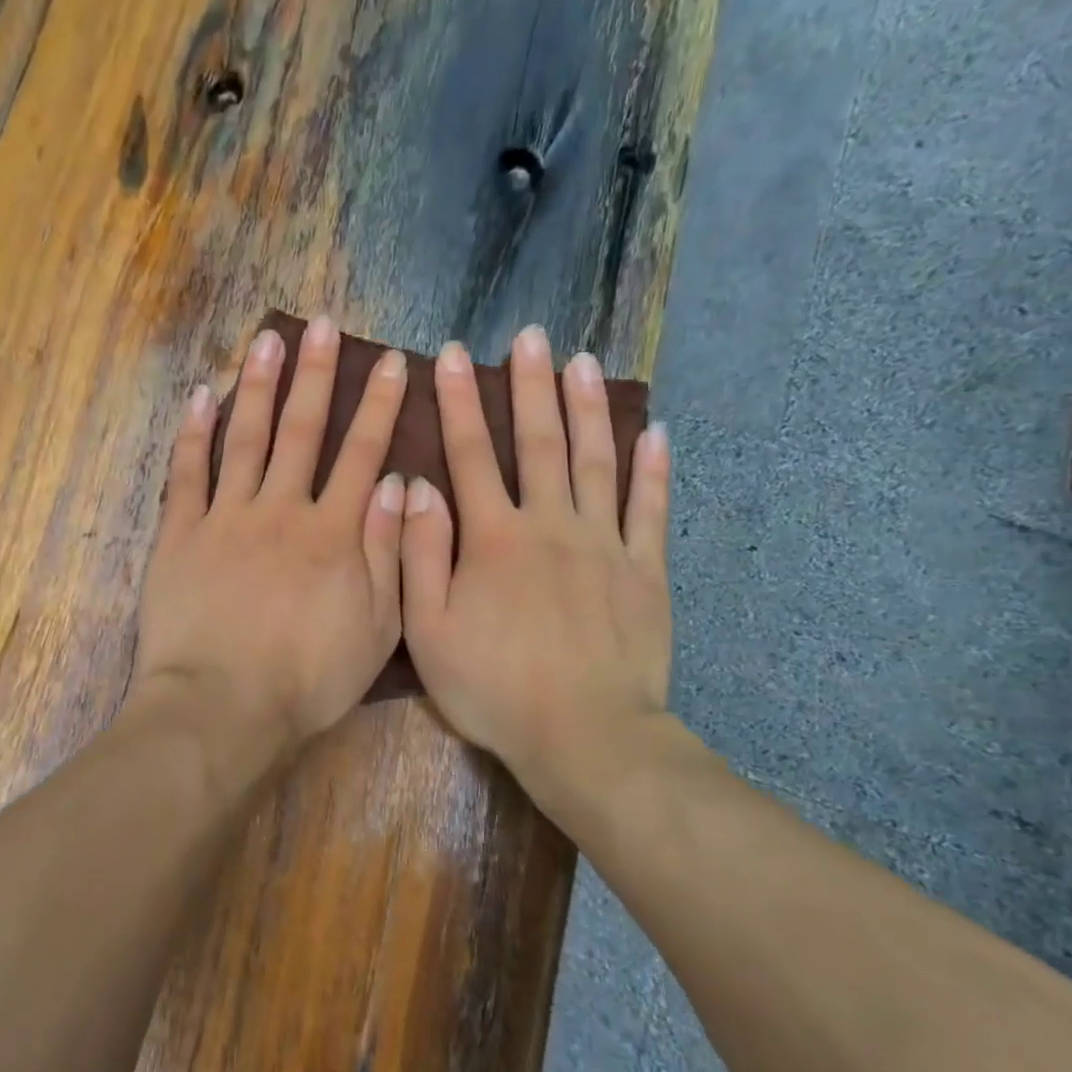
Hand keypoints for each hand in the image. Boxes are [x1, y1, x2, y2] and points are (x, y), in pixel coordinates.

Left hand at [131, 317, 408, 760]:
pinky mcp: (181, 534)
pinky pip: (187, 473)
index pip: (361, 454)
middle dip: (316, 375)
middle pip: (302, 430)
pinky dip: (193, 433)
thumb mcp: (376, 627)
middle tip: (322, 326)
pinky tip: (201, 395)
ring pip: (246, 437)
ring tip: (267, 340)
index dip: (378, 406)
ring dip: (258, 386)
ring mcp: (226, 517)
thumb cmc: (308, 678)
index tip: (391, 363)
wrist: (223, 707)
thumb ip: (388, 551)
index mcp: (332, 532)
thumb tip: (396, 482)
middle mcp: (281, 509)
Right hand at [399, 326, 672, 784]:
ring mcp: (605, 544)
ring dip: (588, 408)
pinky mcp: (645, 570)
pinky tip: (656, 433)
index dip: (459, 400)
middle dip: (530, 385)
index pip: (471, 453)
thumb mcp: (428, 630)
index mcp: (494, 537)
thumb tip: (416, 487)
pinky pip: (651, 509)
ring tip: (584, 361)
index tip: (451, 354)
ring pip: (596, 461)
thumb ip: (420, 555)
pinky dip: (654, 469)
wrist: (584, 736)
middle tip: (531, 335)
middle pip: (540, 442)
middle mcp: (550, 524)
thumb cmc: (494, 687)